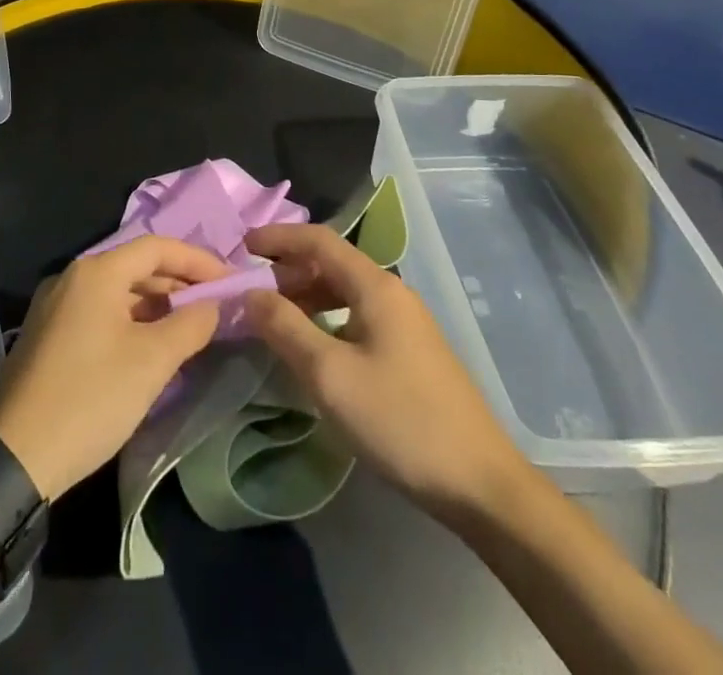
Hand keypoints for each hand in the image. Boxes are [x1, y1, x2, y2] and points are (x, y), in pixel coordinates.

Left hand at [0, 235, 226, 499]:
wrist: (14, 457)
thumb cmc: (90, 398)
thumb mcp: (152, 362)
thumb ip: (190, 325)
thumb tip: (213, 305)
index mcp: (96, 271)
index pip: (157, 247)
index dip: (197, 261)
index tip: (230, 282)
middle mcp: (72, 277)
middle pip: (136, 267)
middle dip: (178, 284)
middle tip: (215, 309)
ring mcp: (55, 305)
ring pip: (117, 292)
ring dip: (155, 306)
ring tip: (189, 331)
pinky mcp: (48, 334)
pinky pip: (99, 313)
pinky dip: (131, 322)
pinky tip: (150, 349)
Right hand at [242, 222, 529, 517]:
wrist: (481, 485)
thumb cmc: (400, 421)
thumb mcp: (330, 375)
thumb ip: (285, 327)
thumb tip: (251, 293)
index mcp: (375, 286)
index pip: (318, 240)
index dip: (278, 238)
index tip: (241, 247)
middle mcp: (392, 293)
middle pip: (331, 262)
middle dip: (288, 269)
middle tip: (252, 291)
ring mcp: (406, 323)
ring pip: (345, 291)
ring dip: (306, 295)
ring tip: (274, 319)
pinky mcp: (411, 351)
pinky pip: (357, 316)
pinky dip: (327, 318)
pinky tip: (313, 349)